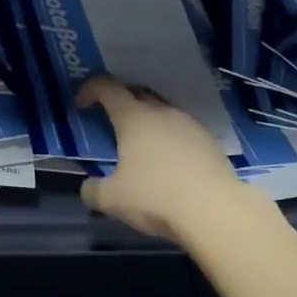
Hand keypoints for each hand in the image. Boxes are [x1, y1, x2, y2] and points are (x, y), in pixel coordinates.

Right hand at [75, 75, 255, 243]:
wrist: (214, 209)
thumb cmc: (155, 197)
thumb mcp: (112, 199)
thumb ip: (93, 190)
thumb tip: (87, 187)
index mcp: (133, 117)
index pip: (107, 87)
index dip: (90, 89)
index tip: (82, 105)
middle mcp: (161, 111)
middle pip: (137, 93)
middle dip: (121, 101)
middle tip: (111, 122)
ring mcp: (188, 123)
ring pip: (162, 111)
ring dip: (148, 120)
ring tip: (142, 145)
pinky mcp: (209, 140)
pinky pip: (182, 129)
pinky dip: (170, 138)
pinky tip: (170, 162)